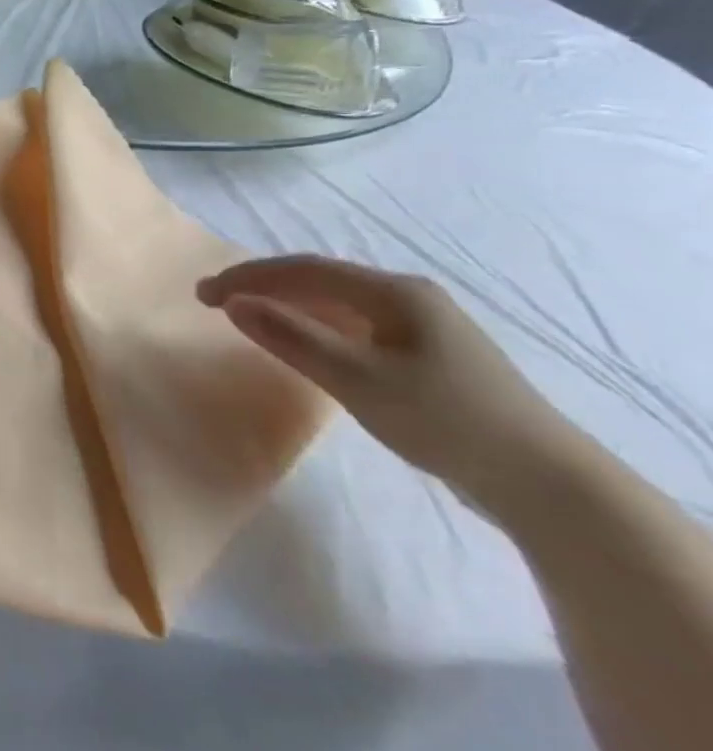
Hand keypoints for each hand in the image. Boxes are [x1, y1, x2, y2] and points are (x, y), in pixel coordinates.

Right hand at [198, 255, 575, 506]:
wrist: (546, 482)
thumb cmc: (443, 419)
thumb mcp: (355, 378)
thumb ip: (290, 337)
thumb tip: (233, 303)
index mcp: (394, 292)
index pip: (304, 269)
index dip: (248, 276)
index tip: (203, 294)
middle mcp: (409, 297)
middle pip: (320, 281)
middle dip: (263, 287)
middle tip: (214, 302)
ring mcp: (423, 327)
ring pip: (337, 304)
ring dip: (287, 306)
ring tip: (248, 319)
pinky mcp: (429, 356)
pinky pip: (355, 326)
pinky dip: (316, 327)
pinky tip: (303, 345)